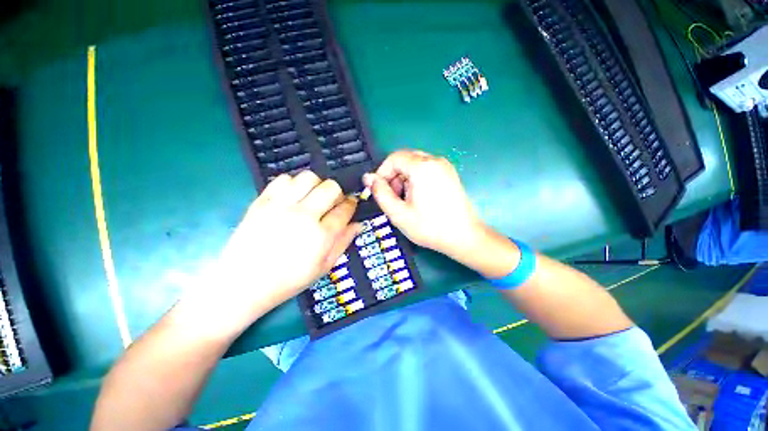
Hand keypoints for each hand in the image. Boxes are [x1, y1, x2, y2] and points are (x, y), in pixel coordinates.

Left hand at [184, 171, 358, 334]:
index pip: (345, 209)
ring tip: (312, 197)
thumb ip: (343, 243)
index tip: (351, 203)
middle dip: (337, 192)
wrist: (243, 283)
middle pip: (331, 188)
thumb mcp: (323, 267)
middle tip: (333, 202)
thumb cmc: (288, 280)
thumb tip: (358, 224)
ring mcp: (281, 206)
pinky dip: (293, 184)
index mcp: (321, 235)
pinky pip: (283, 179)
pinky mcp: (262, 201)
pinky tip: (292, 197)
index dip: (351, 204)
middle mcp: (304, 216)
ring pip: (308, 178)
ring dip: (316, 185)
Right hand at [363, 150, 483, 260]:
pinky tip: (418, 198)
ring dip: (404, 179)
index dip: (382, 173)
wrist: (464, 237)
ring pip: (414, 164)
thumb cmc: (430, 227)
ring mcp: (444, 166)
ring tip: (406, 200)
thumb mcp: (399, 213)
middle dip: (393, 177)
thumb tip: (368, 178)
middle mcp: (435, 160)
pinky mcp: (449, 174)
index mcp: (423, 167)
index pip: (394, 158)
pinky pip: (425, 169)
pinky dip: (415, 180)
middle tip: (394, 198)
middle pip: (404, 159)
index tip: (380, 191)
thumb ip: (381, 193)